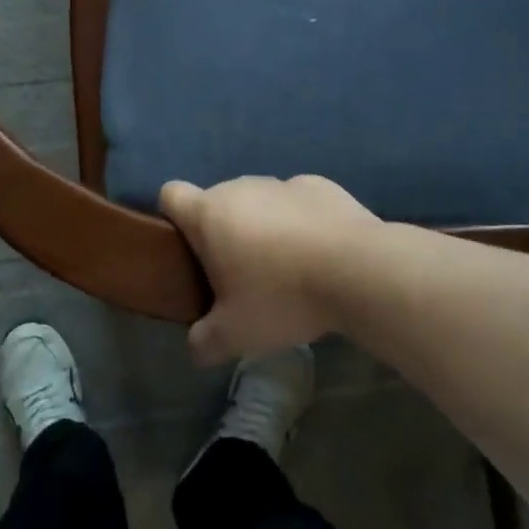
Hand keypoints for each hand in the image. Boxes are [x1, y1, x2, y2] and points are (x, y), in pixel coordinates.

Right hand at [159, 174, 380, 364]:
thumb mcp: (235, 335)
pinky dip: (300, 221)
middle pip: (217, 203)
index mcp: (209, 213)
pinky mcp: (319, 185)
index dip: (172, 218)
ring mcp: (281, 182)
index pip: (171, 195)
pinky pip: (296, 202)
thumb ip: (204, 341)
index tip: (188, 250)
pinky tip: (320, 253)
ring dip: (262, 227)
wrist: (358, 270)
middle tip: (240, 278)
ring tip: (286, 269)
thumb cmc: (283, 296)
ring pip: (258, 202)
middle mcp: (240, 187)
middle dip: (223, 234)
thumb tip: (195, 346)